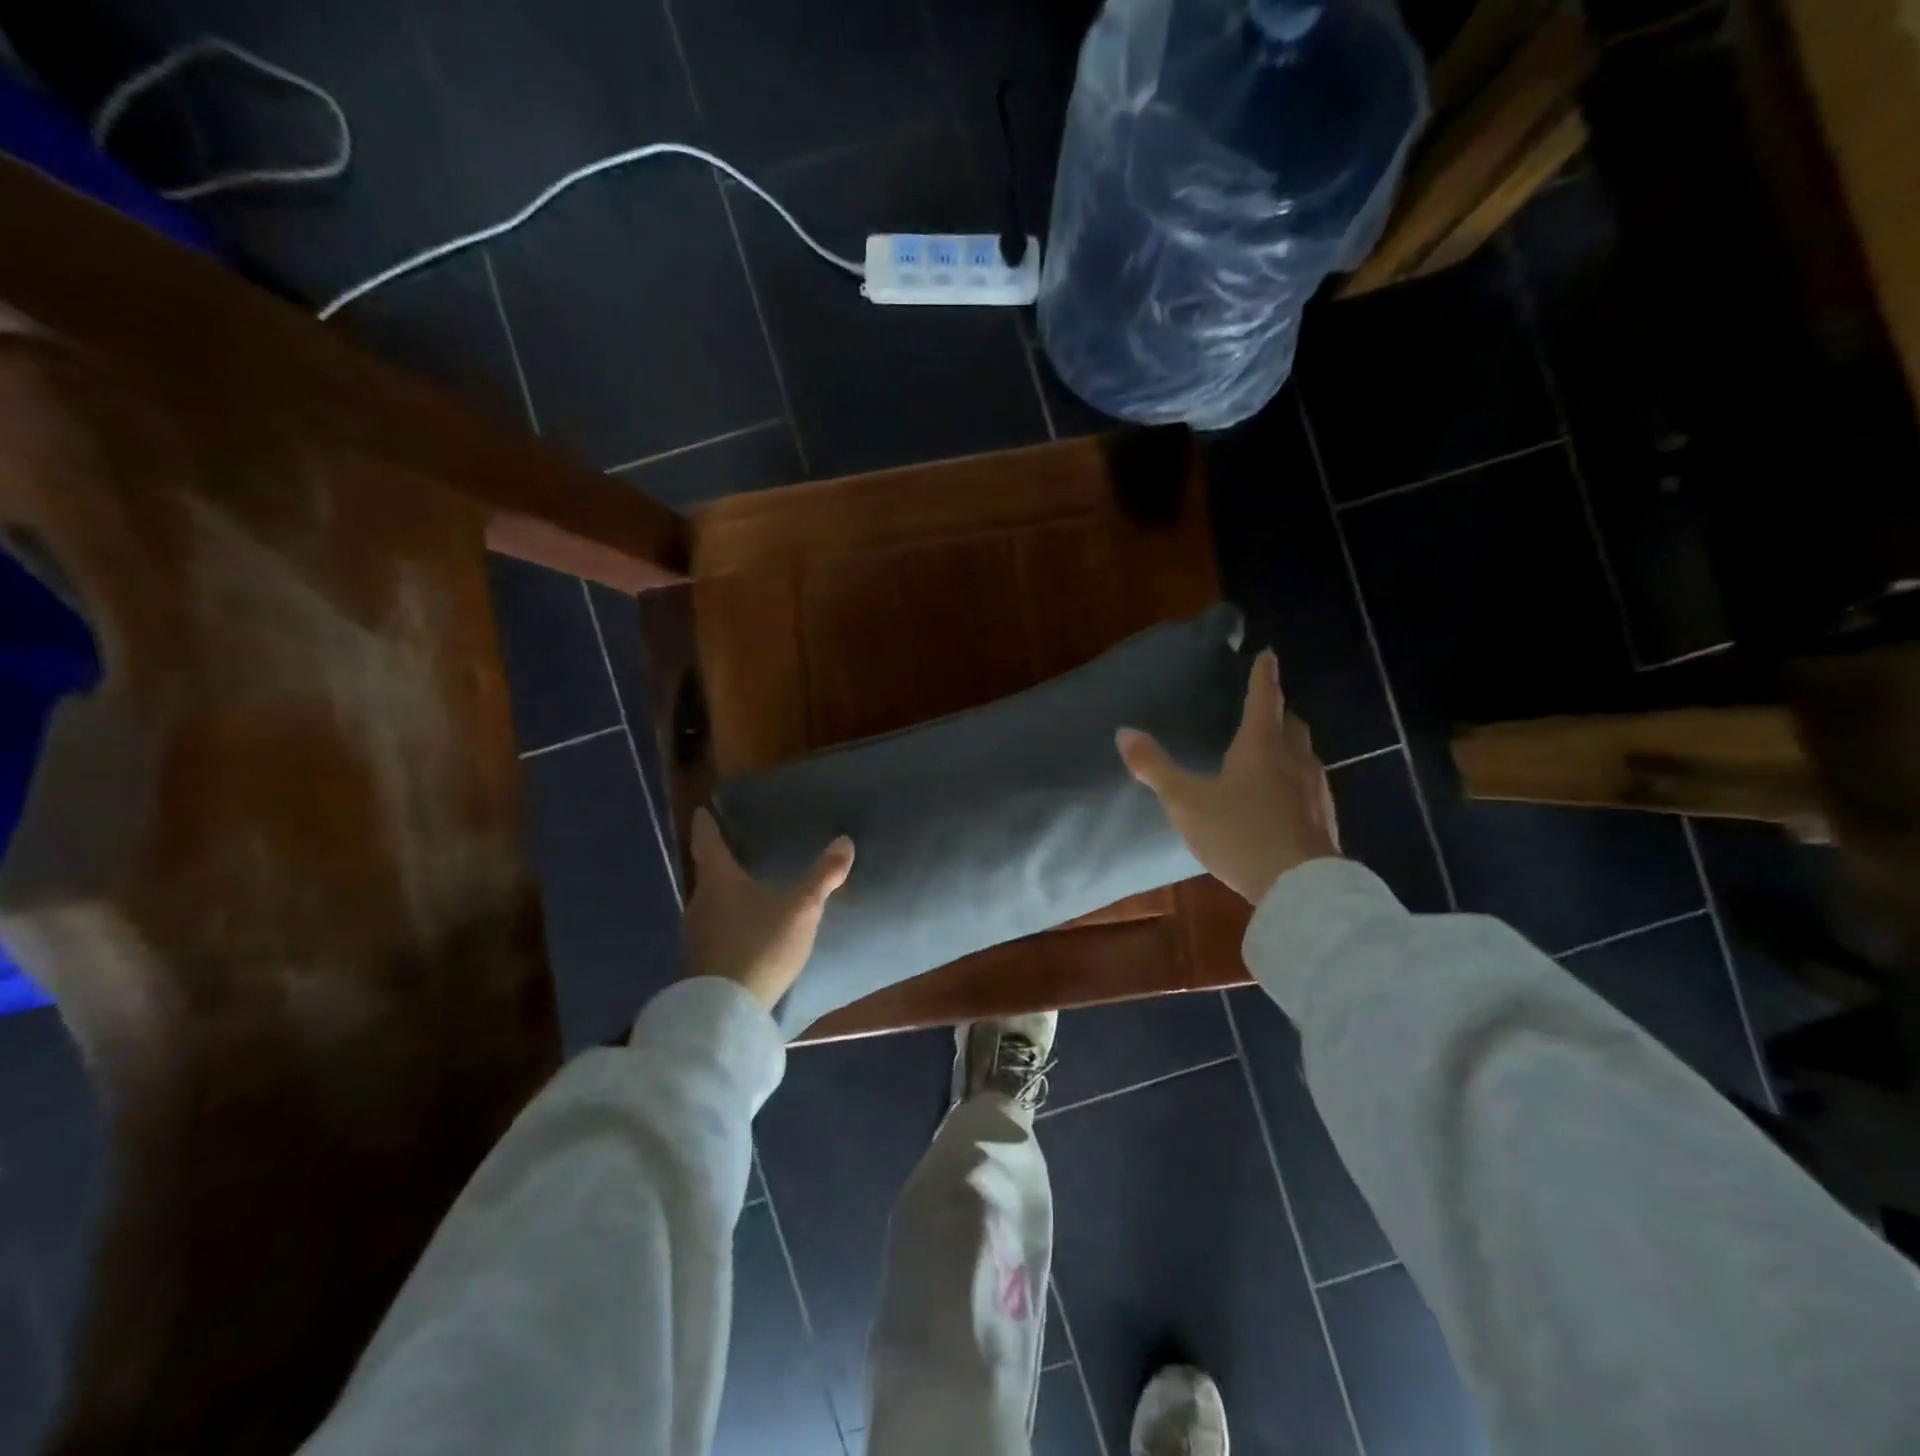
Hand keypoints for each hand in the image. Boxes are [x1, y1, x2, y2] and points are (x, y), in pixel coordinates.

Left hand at [683, 808, 854, 1008]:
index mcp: (719, 880)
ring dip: (724, 897)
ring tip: (745, 893)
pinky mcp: (700, 962)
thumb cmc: (761, 944)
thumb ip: (823, 876)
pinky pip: (713, 931)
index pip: (707, 843)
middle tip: (736, 853)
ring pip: (709, 905)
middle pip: (707, 875)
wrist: (727, 1009)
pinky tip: (743, 931)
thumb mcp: (801, 908)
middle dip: (720, 865)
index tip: (702, 812)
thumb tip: (845, 841)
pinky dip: (727, 924)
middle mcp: (699, 902)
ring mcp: (695, 935)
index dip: (706, 826)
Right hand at [1116, 649, 1339, 903]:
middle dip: (1279, 712)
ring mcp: (1314, 790)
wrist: (1300, 886)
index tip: (1268, 654)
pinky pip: (1309, 786)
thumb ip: (1155, 767)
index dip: (1263, 676)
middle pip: (1291, 724)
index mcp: (1261, 746)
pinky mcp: (1324, 819)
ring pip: (1305, 755)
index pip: (1263, 699)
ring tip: (1273, 752)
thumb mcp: (1186, 801)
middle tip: (1266, 709)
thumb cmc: (1240, 833)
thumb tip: (1124, 732)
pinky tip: (1284, 799)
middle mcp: (1294, 760)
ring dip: (1290, 746)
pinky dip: (1296, 779)